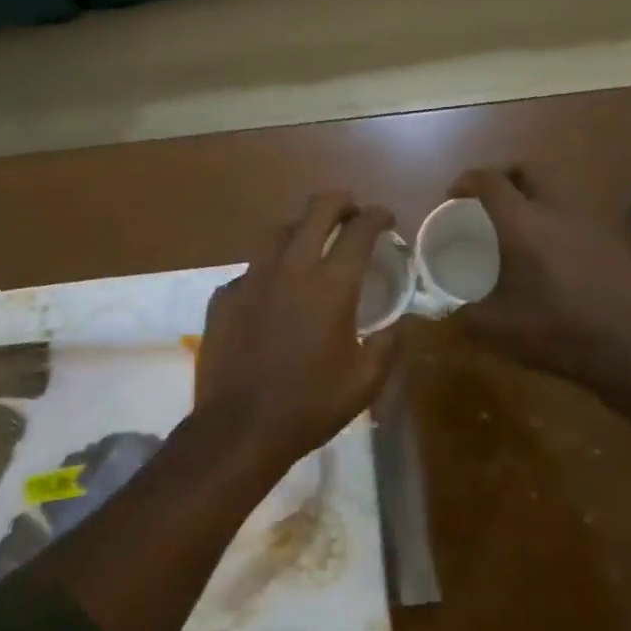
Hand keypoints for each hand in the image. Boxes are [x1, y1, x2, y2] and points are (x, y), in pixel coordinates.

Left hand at [194, 193, 401, 472]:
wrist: (240, 428)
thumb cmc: (310, 406)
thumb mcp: (365, 382)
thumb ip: (390, 345)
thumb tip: (405, 322)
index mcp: (331, 286)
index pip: (359, 230)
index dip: (377, 216)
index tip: (386, 219)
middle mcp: (292, 269)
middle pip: (316, 211)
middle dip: (339, 202)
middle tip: (351, 210)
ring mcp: (252, 279)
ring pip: (278, 231)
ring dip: (301, 227)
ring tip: (310, 239)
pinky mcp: (225, 296)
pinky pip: (251, 268)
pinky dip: (269, 269)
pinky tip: (272, 290)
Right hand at [451, 166, 630, 391]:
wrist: (625, 347)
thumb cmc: (553, 330)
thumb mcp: (494, 328)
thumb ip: (464, 313)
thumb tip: (449, 309)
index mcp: (521, 222)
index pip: (489, 180)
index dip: (465, 182)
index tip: (453, 199)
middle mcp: (555, 209)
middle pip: (527, 170)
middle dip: (503, 178)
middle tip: (488, 203)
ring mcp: (588, 221)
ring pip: (556, 189)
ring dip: (534, 197)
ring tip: (520, 227)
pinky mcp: (610, 239)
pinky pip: (576, 215)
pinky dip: (558, 221)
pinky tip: (553, 253)